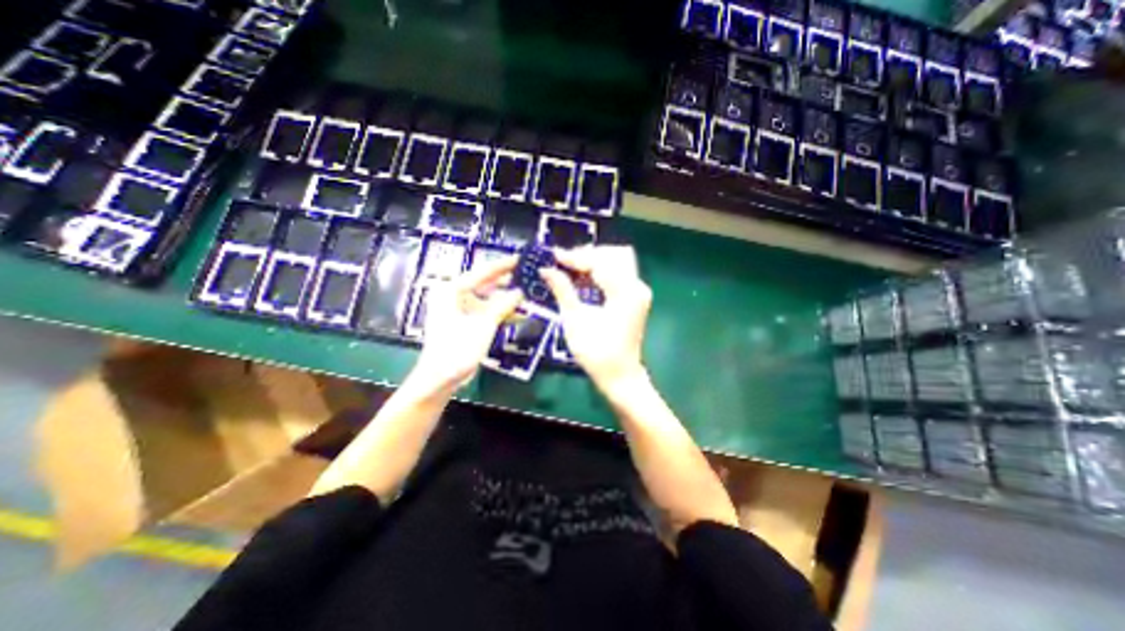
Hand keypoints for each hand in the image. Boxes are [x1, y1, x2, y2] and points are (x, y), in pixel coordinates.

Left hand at [410, 254, 522, 392]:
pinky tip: (520, 315)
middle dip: (508, 283)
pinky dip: (502, 314)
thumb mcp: (484, 323)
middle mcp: (455, 296)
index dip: (503, 265)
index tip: (521, 259)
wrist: (441, 378)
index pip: (482, 272)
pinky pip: (488, 313)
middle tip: (528, 277)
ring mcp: (461, 310)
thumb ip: (504, 304)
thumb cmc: (458, 347)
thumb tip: (520, 292)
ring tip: (529, 296)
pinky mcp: (467, 323)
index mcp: (453, 290)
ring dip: (508, 300)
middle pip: (486, 284)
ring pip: (489, 300)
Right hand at [544, 247, 654, 393]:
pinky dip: (599, 272)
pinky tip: (582, 279)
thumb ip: (562, 289)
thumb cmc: (596, 352)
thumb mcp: (574, 319)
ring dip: (592, 262)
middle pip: (611, 255)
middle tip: (562, 262)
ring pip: (615, 262)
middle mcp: (636, 286)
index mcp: (625, 291)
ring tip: (569, 269)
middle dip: (585, 256)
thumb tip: (545, 268)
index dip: (574, 257)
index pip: (599, 262)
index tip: (552, 256)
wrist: (620, 376)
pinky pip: (617, 274)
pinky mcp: (635, 297)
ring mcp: (638, 291)